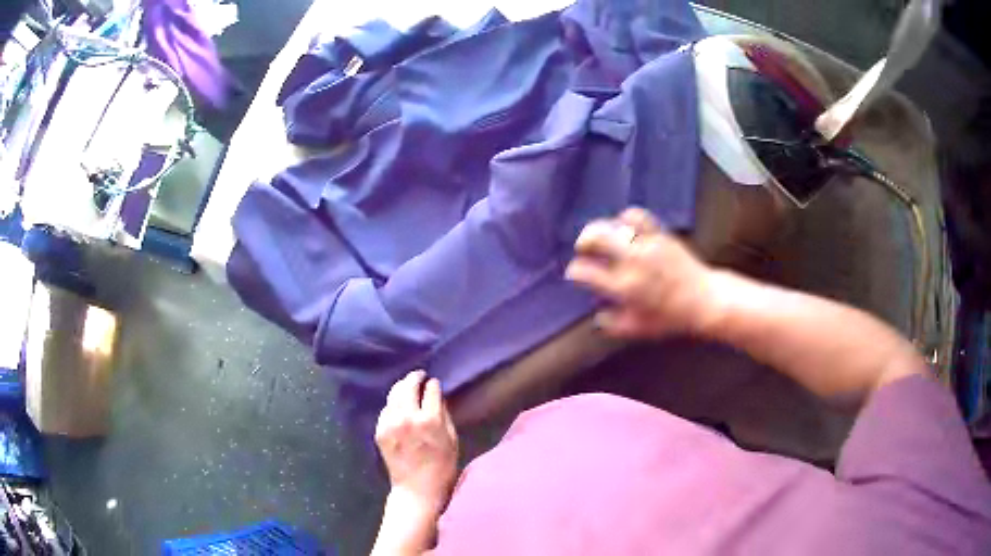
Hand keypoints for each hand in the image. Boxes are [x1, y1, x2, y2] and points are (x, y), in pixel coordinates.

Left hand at [375, 370, 458, 518]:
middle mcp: (407, 417)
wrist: (417, 489)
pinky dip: (393, 404)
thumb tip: (437, 397)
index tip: (434, 383)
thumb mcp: (452, 440)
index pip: (430, 390)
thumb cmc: (442, 467)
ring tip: (408, 386)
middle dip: (415, 378)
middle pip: (408, 386)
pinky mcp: (380, 431)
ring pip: (393, 394)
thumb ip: (444, 415)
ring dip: (402, 387)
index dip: (433, 384)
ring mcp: (390, 423)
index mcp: (429, 420)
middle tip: (420, 375)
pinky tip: (399, 406)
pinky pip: (386, 409)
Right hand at [565, 207, 716, 338]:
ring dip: (602, 229)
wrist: (704, 300)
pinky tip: (625, 227)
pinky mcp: (660, 235)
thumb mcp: (639, 329)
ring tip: (601, 236)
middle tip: (583, 248)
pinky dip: (625, 218)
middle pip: (595, 237)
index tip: (576, 273)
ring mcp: (646, 245)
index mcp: (623, 287)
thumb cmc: (671, 318)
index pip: (585, 271)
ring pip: (613, 223)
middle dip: (583, 241)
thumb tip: (598, 317)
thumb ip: (614, 325)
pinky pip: (637, 216)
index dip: (575, 271)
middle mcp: (631, 261)